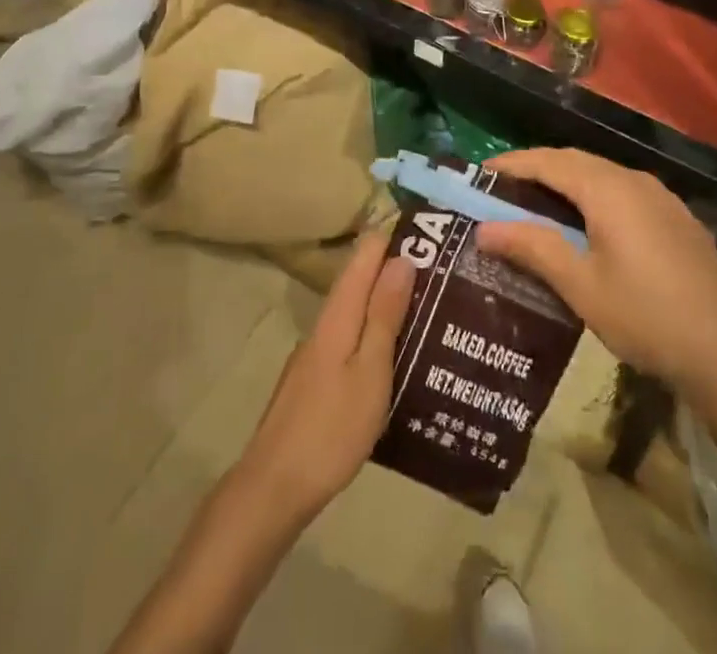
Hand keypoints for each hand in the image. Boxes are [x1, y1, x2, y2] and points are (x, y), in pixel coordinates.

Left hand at [231, 231, 414, 528]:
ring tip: (428, 307)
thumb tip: (401, 259)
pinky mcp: (314, 380)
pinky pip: (350, 339)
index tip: (429, 231)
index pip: (364, 255)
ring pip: (355, 312)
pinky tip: (394, 354)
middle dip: (394, 268)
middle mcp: (324, 324)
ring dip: (385, 302)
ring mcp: (315, 353)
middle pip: (359, 281)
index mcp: (338, 315)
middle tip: (442, 269)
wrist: (274, 486)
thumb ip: (384, 315)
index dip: (392, 237)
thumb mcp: (370, 371)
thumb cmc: (331, 427)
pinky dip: (373, 333)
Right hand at [475, 149, 716, 403]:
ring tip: (536, 204)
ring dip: (565, 181)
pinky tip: (587, 224)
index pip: (548, 162)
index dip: (512, 164)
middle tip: (502, 189)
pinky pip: (623, 191)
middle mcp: (634, 181)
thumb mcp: (581, 286)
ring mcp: (660, 198)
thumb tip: (484, 228)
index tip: (480, 172)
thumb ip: (533, 248)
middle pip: (574, 161)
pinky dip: (592, 195)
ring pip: (601, 175)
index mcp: (607, 189)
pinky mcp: (676, 218)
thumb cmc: (647, 317)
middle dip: (536, 169)